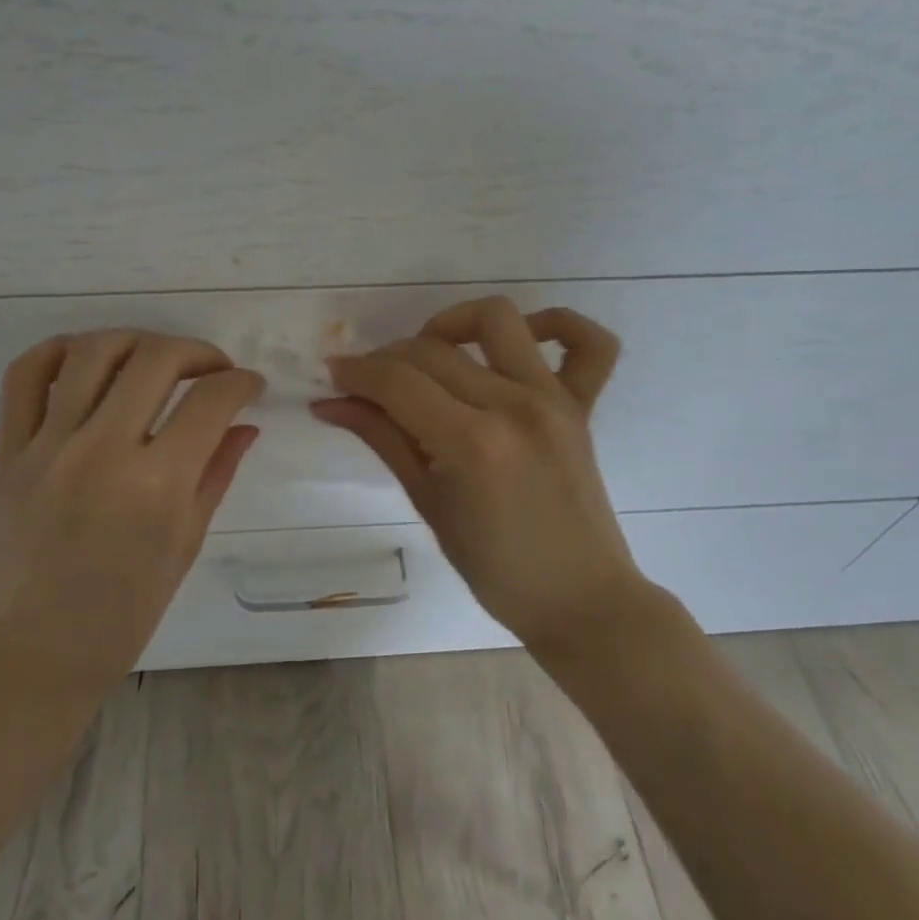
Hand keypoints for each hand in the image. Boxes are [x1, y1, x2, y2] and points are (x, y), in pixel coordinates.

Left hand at [0, 330, 264, 703]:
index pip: (212, 401)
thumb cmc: (118, 619)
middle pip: (157, 359)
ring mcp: (47, 445)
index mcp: (156, 486)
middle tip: (212, 370)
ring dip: (137, 341)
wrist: (24, 659)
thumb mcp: (182, 549)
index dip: (242, 383)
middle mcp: (102, 451)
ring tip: (155, 359)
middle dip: (199, 352)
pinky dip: (59, 351)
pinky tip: (87, 359)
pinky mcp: (7, 449)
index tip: (249, 386)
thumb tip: (245, 427)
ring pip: (94, 352)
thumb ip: (215, 477)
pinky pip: (25, 375)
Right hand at [311, 296, 648, 653]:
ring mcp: (555, 400)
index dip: (356, 372)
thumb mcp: (427, 503)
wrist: (579, 599)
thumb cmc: (495, 568)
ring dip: (451, 324)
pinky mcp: (583, 405)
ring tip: (431, 358)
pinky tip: (521, 341)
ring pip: (497, 319)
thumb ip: (382, 439)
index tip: (332, 376)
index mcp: (472, 442)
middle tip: (368, 385)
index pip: (397, 382)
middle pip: (433, 350)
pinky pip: (589, 344)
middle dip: (386, 360)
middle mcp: (515, 406)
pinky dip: (557, 325)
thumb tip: (330, 403)